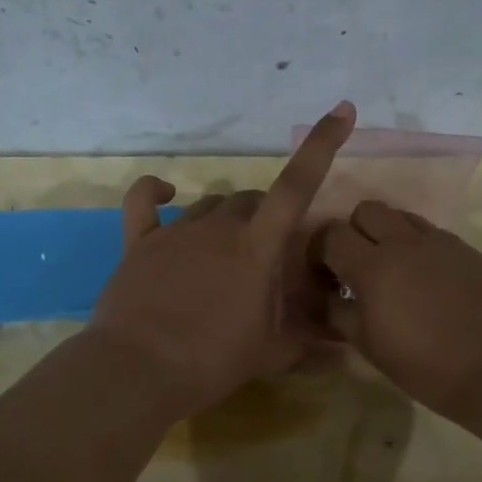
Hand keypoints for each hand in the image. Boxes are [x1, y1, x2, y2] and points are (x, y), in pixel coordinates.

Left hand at [90, 101, 356, 416]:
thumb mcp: (271, 355)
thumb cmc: (213, 362)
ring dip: (225, 217)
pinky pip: (144, 201)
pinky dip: (156, 192)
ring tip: (225, 252)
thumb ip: (309, 342)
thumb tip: (344, 346)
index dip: (321, 144)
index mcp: (257, 247)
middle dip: (265, 216)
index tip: (341, 110)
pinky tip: (165, 192)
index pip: (297, 186)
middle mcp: (219, 227)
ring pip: (210, 204)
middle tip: (266, 255)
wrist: (138, 371)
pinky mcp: (139, 241)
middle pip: (251, 200)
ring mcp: (176, 230)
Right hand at [314, 201, 481, 418]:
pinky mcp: (469, 250)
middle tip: (358, 266)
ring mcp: (441, 243)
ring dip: (388, 234)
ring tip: (394, 271)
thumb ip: (340, 314)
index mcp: (373, 267)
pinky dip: (420, 248)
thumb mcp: (370, 347)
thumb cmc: (426, 366)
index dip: (319, 250)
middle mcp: (405, 243)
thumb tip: (327, 297)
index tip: (323, 274)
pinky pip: (434, 234)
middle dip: (354, 231)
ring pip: (402, 216)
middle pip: (366, 210)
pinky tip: (429, 282)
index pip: (331, 234)